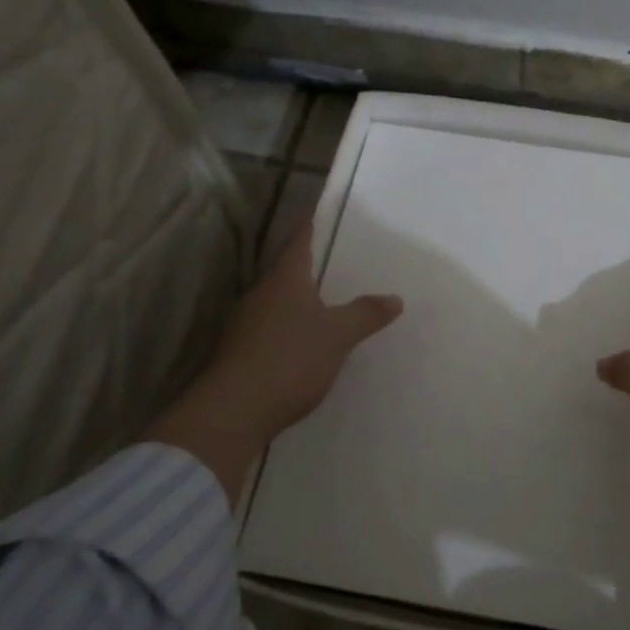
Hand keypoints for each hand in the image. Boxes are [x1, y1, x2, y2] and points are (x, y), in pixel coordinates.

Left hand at [147, 222, 402, 498]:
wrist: (234, 411)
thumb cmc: (290, 358)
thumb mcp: (338, 335)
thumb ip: (365, 314)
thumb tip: (395, 298)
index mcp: (284, 283)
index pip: (297, 247)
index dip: (307, 232)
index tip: (313, 218)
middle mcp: (259, 297)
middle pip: (283, 277)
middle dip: (302, 273)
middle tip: (326, 269)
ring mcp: (242, 327)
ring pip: (272, 306)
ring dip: (292, 306)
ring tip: (317, 309)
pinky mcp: (236, 356)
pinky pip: (265, 333)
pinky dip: (283, 334)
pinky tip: (297, 348)